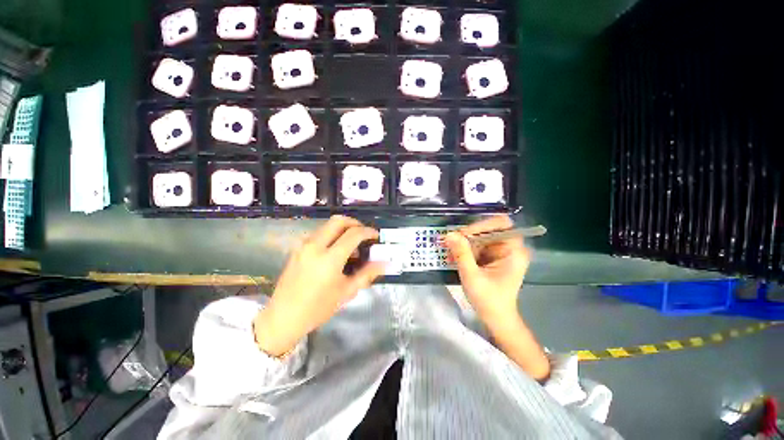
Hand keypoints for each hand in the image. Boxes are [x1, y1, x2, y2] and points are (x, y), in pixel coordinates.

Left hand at [254, 215, 384, 355]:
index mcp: (329, 259)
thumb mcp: (346, 292)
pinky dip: (332, 234)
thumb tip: (384, 263)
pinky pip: (319, 233)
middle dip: (355, 223)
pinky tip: (336, 250)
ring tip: (351, 245)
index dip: (368, 232)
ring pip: (327, 225)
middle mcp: (315, 246)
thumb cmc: (318, 308)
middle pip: (338, 221)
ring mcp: (304, 245)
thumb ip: (367, 274)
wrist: (283, 317)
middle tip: (363, 234)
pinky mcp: (298, 248)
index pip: (353, 234)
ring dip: (343, 229)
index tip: (376, 236)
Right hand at [444, 215, 530, 325]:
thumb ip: (461, 254)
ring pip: (481, 236)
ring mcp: (501, 252)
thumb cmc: (489, 300)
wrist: (496, 319)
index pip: (501, 224)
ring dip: (465, 242)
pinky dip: (465, 248)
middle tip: (451, 240)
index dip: (482, 225)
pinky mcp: (492, 256)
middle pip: (489, 228)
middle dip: (469, 234)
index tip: (463, 234)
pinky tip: (455, 255)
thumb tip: (449, 234)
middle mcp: (510, 247)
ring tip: (450, 249)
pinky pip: (478, 245)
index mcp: (514, 251)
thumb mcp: (472, 276)